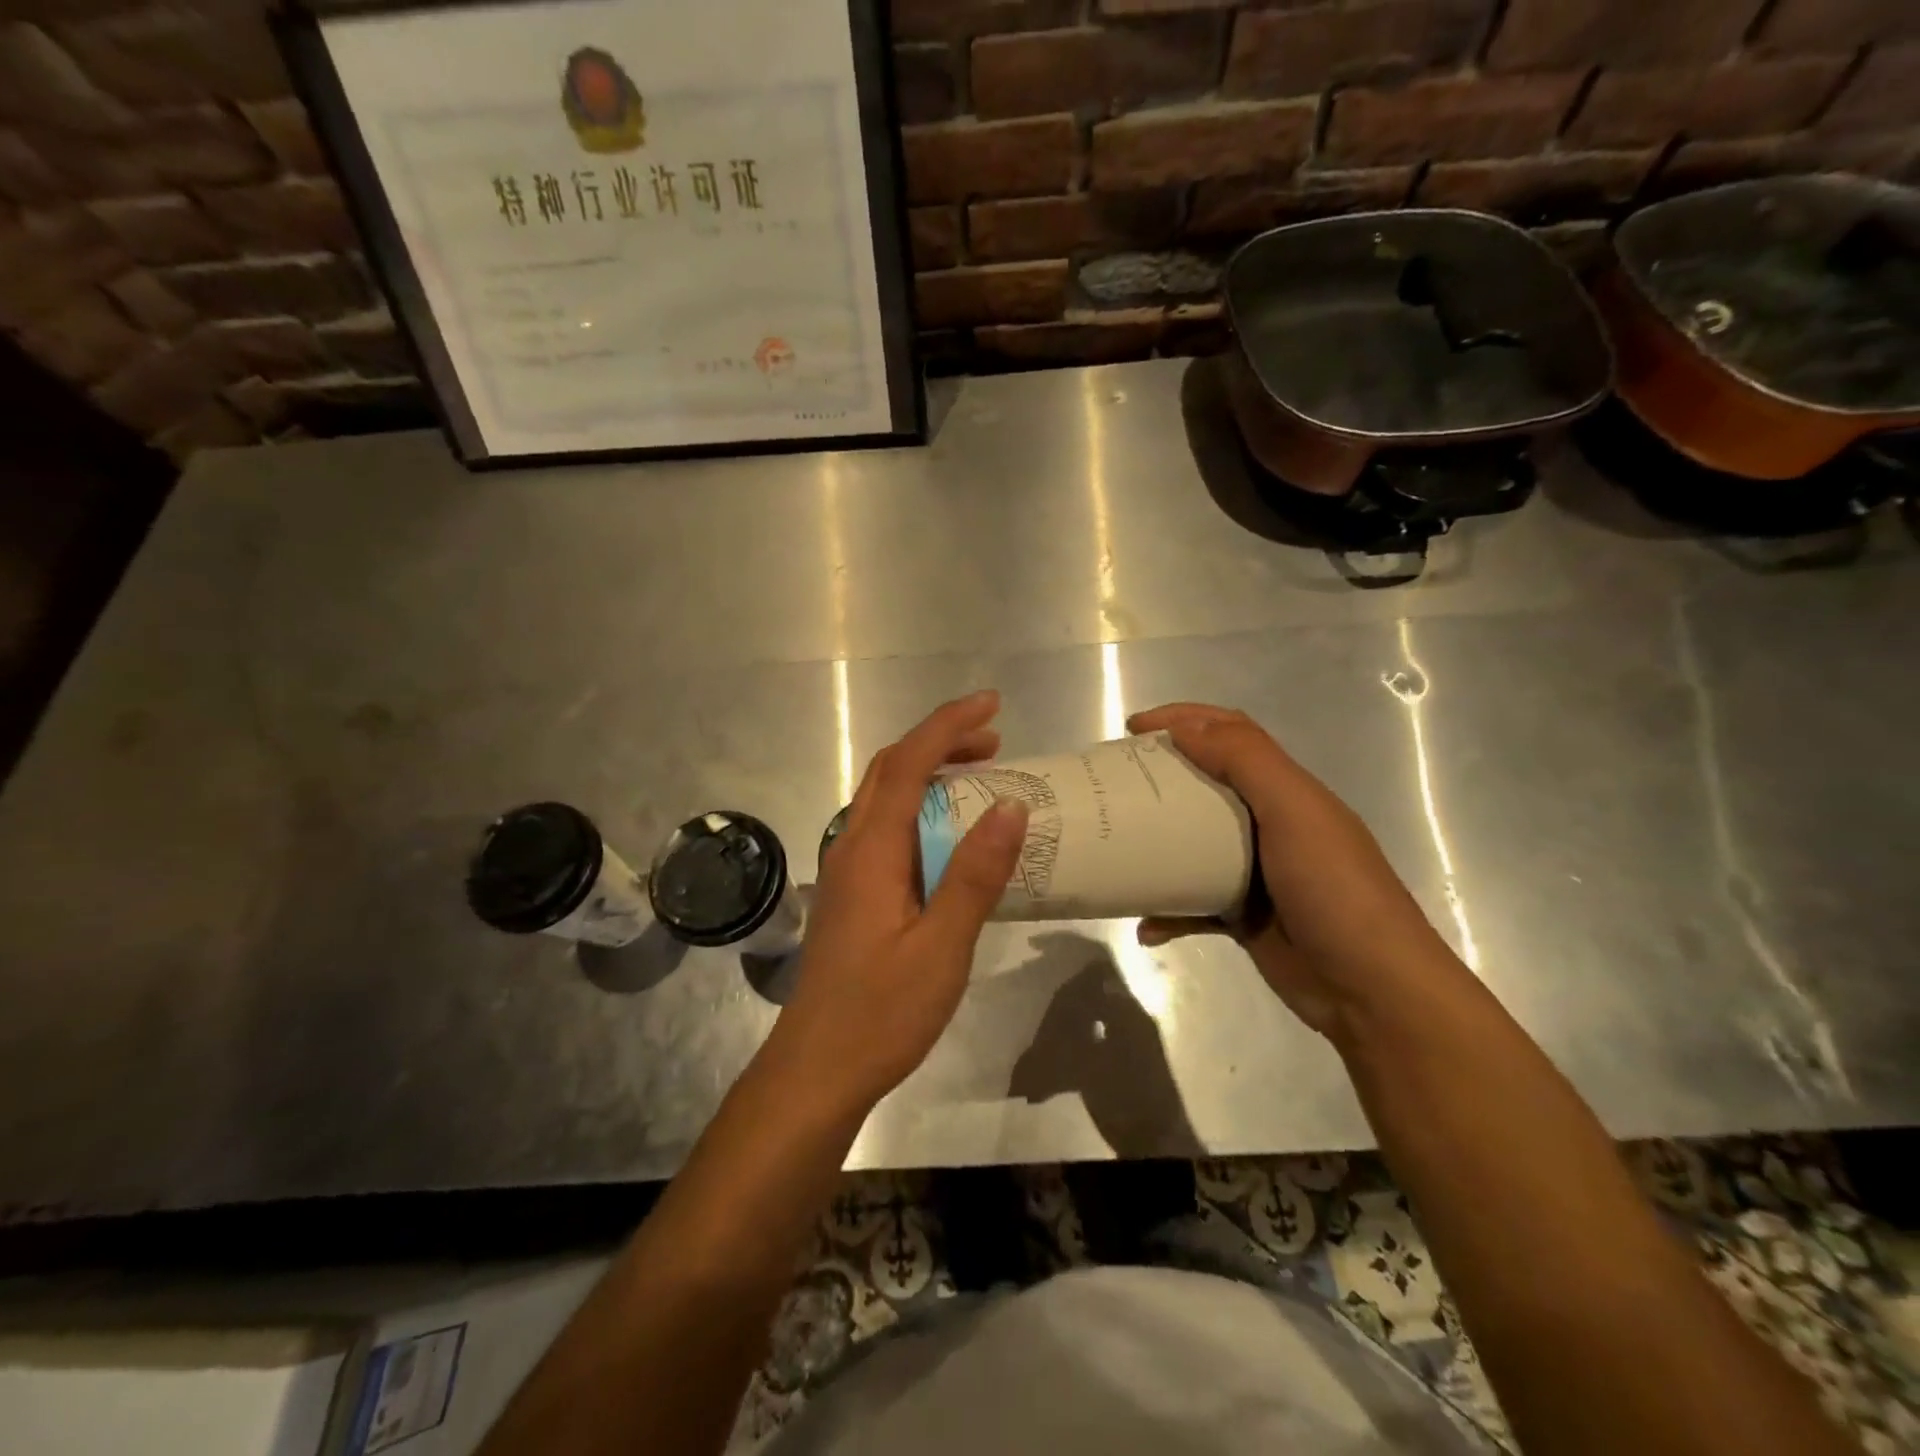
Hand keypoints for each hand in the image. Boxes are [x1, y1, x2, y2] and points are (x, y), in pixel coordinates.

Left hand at [765, 690, 1028, 1116]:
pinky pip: (887, 830)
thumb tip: (1009, 806)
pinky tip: (951, 839)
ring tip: (981, 780)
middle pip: (890, 771)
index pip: (907, 764)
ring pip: (885, 799)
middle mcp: (851, 847)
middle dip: (940, 743)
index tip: (991, 704)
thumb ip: (974, 875)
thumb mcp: (942, 947)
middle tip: (995, 744)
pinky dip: (921, 811)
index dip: (947, 726)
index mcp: (870, 851)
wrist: (816, 1070)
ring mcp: (847, 871)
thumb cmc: (881, 1012)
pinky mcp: (852, 895)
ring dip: (929, 776)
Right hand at [1128, 703, 1456, 1038]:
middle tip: (1116, 782)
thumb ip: (1245, 760)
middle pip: (1205, 784)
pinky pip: (1192, 904)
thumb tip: (1185, 728)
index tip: (1132, 727)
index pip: (1231, 734)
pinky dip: (1167, 912)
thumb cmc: (1334, 889)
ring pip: (1192, 844)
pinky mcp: (1243, 917)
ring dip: (1156, 842)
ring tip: (1118, 843)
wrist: (1372, 990)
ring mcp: (1255, 873)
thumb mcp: (1295, 811)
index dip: (1183, 720)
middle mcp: (1270, 824)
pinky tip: (1146, 926)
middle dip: (1159, 775)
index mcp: (1287, 790)